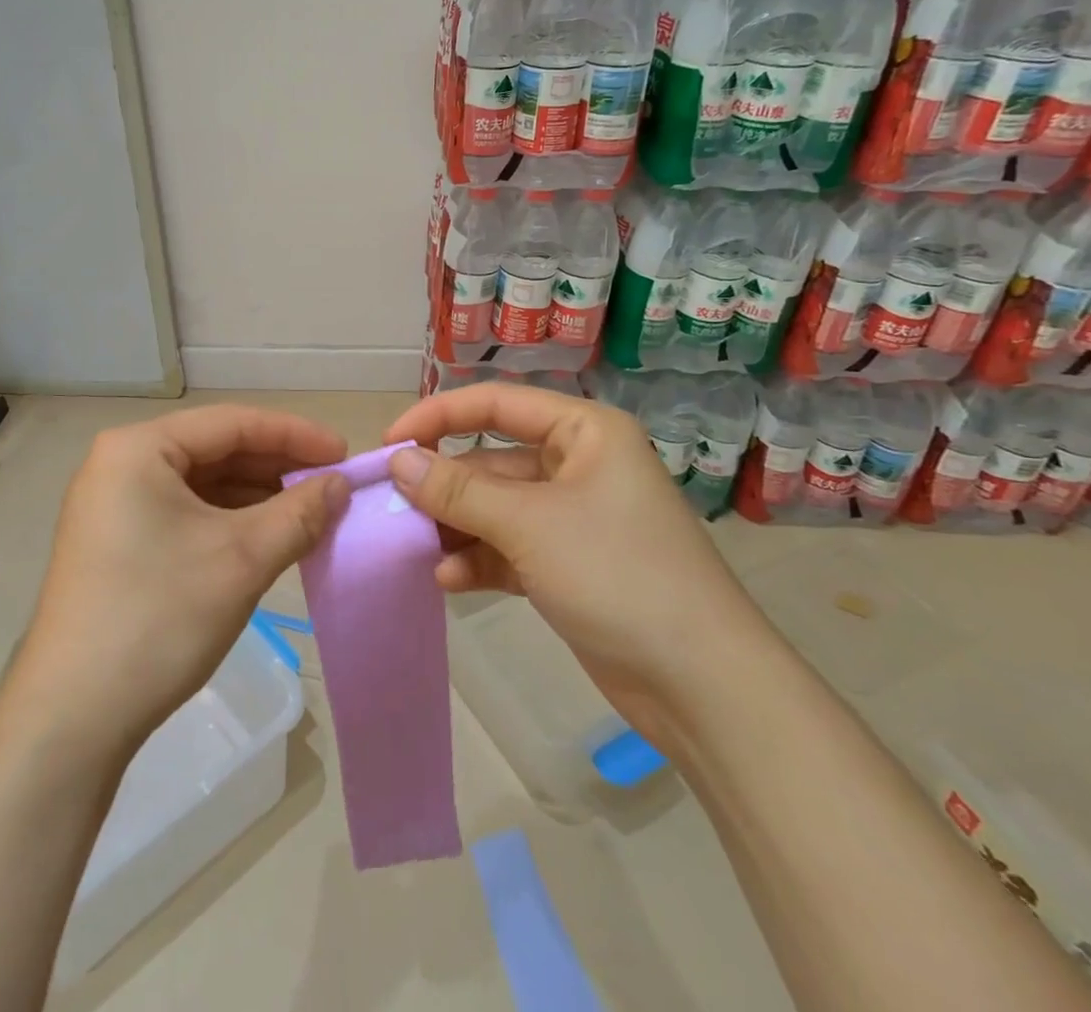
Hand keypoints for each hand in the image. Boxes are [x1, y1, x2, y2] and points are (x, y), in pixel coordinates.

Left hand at [0, 406, 348, 765]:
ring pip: (201, 484)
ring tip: (308, 512)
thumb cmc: (159, 619)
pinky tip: (266, 536)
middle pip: (215, 450)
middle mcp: (120, 464)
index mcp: (139, 448)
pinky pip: (184, 512)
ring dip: (256, 496)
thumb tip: (340, 485)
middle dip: (276, 467)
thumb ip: (299, 513)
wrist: (71, 719)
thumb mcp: (242, 559)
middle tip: (330, 486)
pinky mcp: (115, 541)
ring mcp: (113, 504)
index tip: (343, 454)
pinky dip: (228, 521)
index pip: (231, 423)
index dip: (294, 435)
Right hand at [384, 384, 766, 736]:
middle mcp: (578, 464)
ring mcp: (572, 518)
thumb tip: (397, 461)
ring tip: (413, 546)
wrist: (702, 686)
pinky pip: (508, 547)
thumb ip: (457, 490)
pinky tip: (448, 579)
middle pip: (491, 459)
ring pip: (495, 507)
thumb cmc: (618, 574)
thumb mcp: (529, 524)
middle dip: (442, 484)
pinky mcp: (568, 565)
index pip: (496, 404)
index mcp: (583, 431)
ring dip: (455, 525)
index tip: (388, 444)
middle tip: (390, 505)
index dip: (437, 417)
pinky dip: (478, 559)